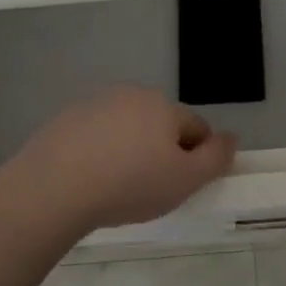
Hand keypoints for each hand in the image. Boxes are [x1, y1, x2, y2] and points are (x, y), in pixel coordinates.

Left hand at [0, 86, 236, 237]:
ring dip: (130, 151)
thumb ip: (216, 158)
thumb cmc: (129, 184)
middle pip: (159, 124)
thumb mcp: (185, 180)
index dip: (198, 157)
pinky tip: (90, 182)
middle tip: (152, 190)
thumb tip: (231, 138)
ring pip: (126, 129)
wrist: (53, 188)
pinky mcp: (65, 121)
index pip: (195, 127)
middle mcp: (131, 95)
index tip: (185, 186)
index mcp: (163, 106)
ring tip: (118, 189)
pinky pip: (95, 137)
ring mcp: (94, 105)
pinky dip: (99, 153)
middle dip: (162, 151)